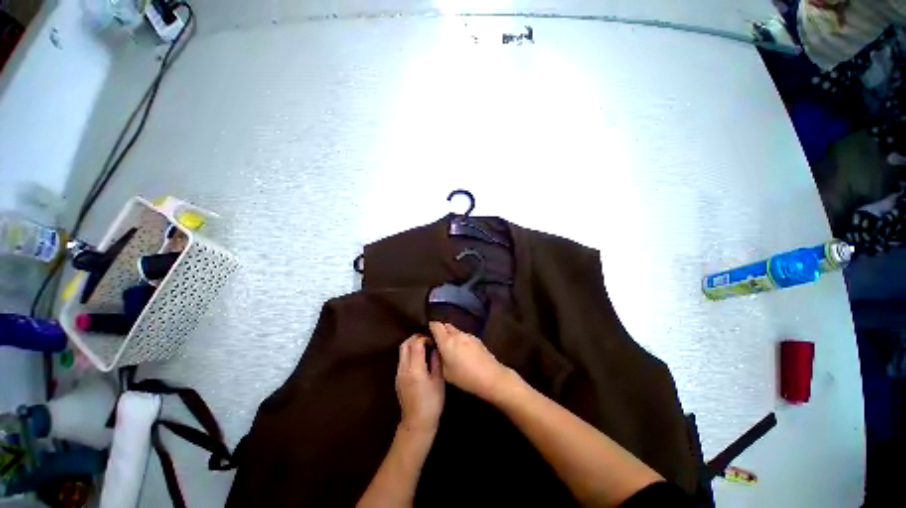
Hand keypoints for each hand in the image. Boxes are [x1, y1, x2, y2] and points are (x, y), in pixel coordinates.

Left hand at [396, 334, 444, 433]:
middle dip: (416, 338)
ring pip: (402, 351)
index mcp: (415, 369)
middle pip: (405, 344)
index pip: (416, 343)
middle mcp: (403, 368)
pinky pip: (402, 359)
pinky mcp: (397, 378)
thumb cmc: (432, 403)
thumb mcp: (438, 381)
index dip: (425, 338)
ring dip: (412, 345)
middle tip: (428, 340)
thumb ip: (436, 362)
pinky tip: (420, 359)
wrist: (417, 423)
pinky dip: (409, 354)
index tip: (433, 341)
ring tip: (424, 348)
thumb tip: (435, 348)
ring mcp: (398, 373)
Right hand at [429, 322, 511, 401]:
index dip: (431, 327)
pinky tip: (465, 353)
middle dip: (441, 331)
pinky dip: (461, 340)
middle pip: (446, 325)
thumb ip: (439, 358)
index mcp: (447, 341)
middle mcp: (457, 334)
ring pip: (456, 331)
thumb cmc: (465, 377)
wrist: (490, 376)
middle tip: (439, 342)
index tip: (429, 334)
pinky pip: (465, 336)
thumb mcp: (445, 372)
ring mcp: (468, 335)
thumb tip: (437, 349)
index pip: (435, 325)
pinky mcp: (477, 339)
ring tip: (452, 349)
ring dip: (452, 336)